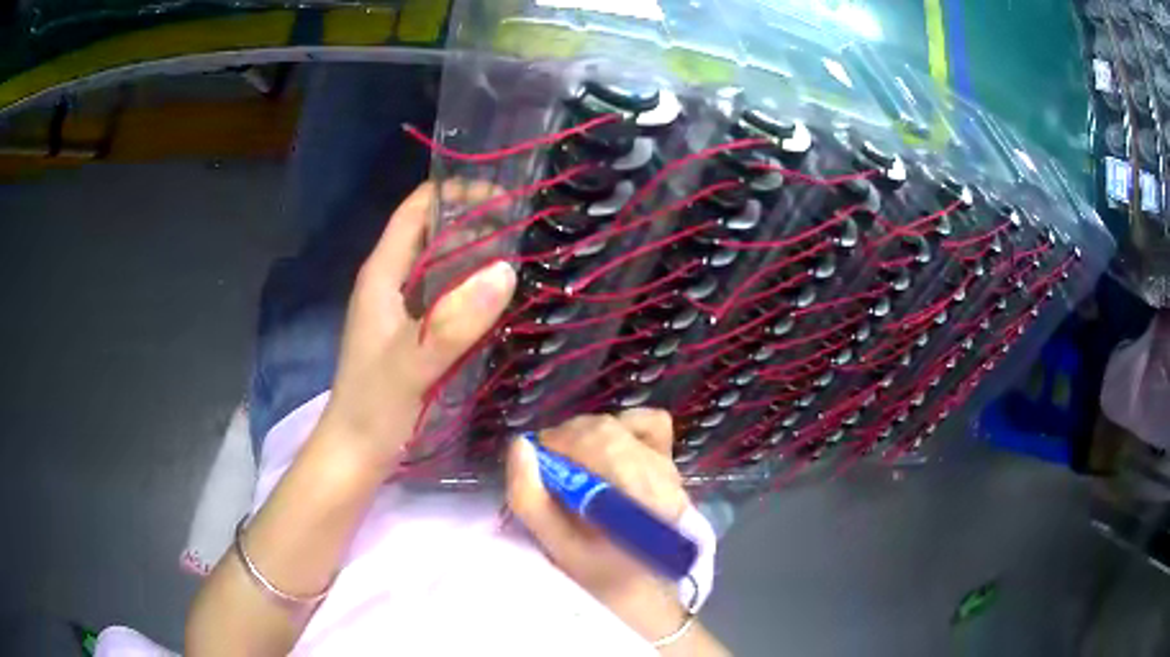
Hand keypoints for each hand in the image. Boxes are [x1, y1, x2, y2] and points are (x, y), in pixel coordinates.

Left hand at [317, 182, 516, 473]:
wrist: (356, 453)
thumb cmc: (373, 407)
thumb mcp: (410, 365)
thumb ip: (451, 323)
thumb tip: (505, 271)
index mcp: (382, 274)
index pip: (416, 209)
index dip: (455, 191)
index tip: (505, 195)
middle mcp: (391, 282)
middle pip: (433, 232)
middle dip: (475, 221)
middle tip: (527, 226)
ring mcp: (402, 309)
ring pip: (442, 265)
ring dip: (477, 255)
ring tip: (525, 254)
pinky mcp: (414, 334)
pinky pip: (447, 296)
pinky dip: (473, 289)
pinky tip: (503, 300)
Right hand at [506, 409, 691, 641]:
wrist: (646, 590)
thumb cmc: (600, 575)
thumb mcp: (557, 548)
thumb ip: (530, 499)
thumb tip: (519, 445)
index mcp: (638, 497)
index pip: (595, 443)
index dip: (556, 444)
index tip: (535, 464)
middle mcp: (660, 474)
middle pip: (606, 430)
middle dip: (566, 439)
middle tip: (548, 466)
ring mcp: (669, 466)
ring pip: (623, 424)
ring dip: (588, 435)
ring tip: (573, 461)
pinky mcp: (670, 464)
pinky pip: (652, 425)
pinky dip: (624, 426)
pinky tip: (607, 449)